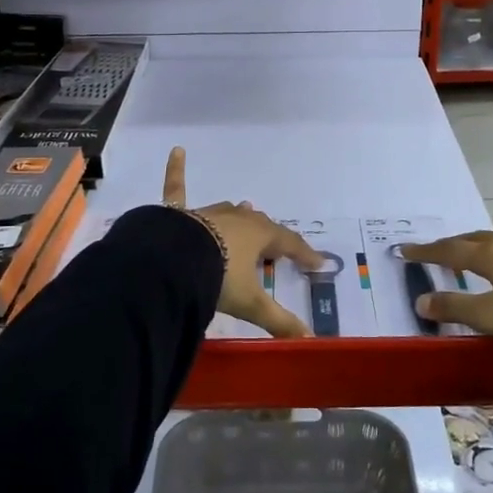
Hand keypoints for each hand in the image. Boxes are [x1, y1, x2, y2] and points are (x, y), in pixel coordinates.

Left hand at [161, 147, 322, 337]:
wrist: (174, 263)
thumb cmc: (218, 279)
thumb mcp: (251, 303)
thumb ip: (279, 321)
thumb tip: (308, 341)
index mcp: (260, 236)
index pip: (289, 243)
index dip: (304, 254)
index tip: (317, 263)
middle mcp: (238, 219)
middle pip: (261, 226)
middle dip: (271, 237)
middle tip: (278, 248)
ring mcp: (209, 213)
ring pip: (231, 211)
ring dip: (241, 215)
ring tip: (249, 210)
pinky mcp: (180, 213)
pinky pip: (177, 188)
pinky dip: (176, 170)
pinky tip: (176, 150)